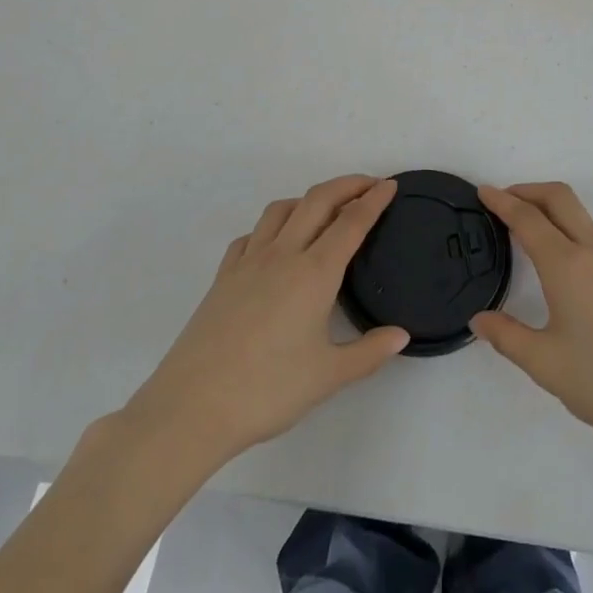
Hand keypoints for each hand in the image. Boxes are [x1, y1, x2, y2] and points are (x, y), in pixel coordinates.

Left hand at [124, 175, 408, 468]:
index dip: (374, 200)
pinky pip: (251, 235)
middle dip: (346, 185)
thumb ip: (369, 352)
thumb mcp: (328, 376)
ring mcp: (248, 262)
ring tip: (324, 210)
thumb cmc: (267, 390)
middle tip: (369, 184)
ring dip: (308, 199)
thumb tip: (401, 335)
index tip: (390, 185)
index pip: (351, 222)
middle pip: (317, 201)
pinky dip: (271, 227)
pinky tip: (276, 245)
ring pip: (281, 210)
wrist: (191, 407)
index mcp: (314, 273)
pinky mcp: (223, 277)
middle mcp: (283, 255)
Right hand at [472, 183, 592, 462]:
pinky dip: (568, 226)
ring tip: (525, 227)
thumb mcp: (546, 364)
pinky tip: (559, 257)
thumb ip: (507, 336)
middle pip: (559, 197)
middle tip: (502, 200)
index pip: (528, 218)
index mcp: (568, 266)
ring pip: (580, 213)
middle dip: (528, 190)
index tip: (482, 192)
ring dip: (550, 207)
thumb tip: (480, 319)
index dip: (502, 201)